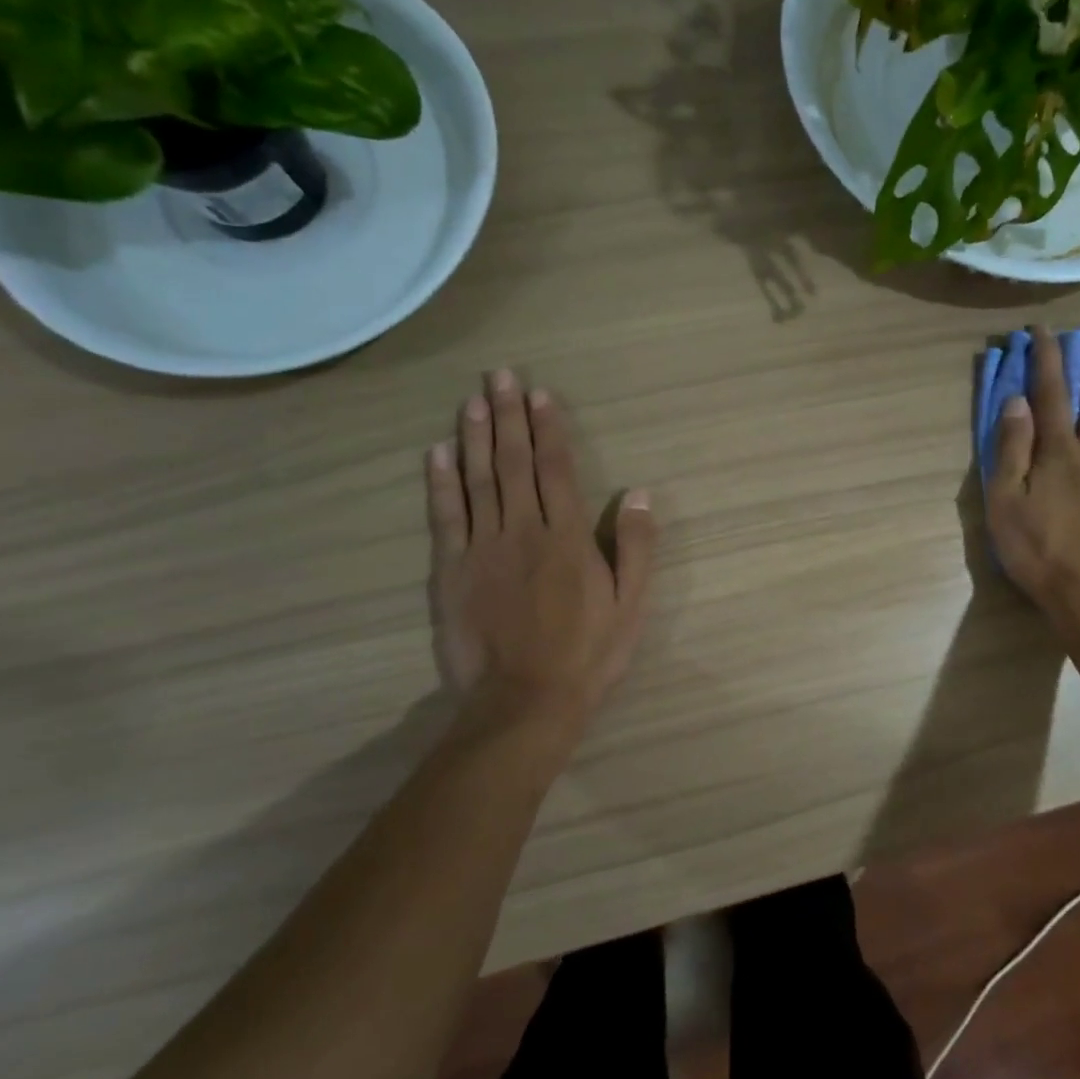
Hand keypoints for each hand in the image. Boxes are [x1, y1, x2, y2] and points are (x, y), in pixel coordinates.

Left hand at [426, 369, 655, 723]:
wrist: (525, 702)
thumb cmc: (588, 654)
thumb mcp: (631, 604)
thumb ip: (637, 547)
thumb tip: (641, 494)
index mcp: (567, 537)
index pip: (557, 469)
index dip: (548, 428)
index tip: (540, 394)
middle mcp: (523, 530)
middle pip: (514, 463)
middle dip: (508, 416)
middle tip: (499, 376)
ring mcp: (483, 548)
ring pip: (478, 480)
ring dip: (475, 437)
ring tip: (472, 400)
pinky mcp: (452, 571)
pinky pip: (445, 517)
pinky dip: (440, 482)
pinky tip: (437, 453)